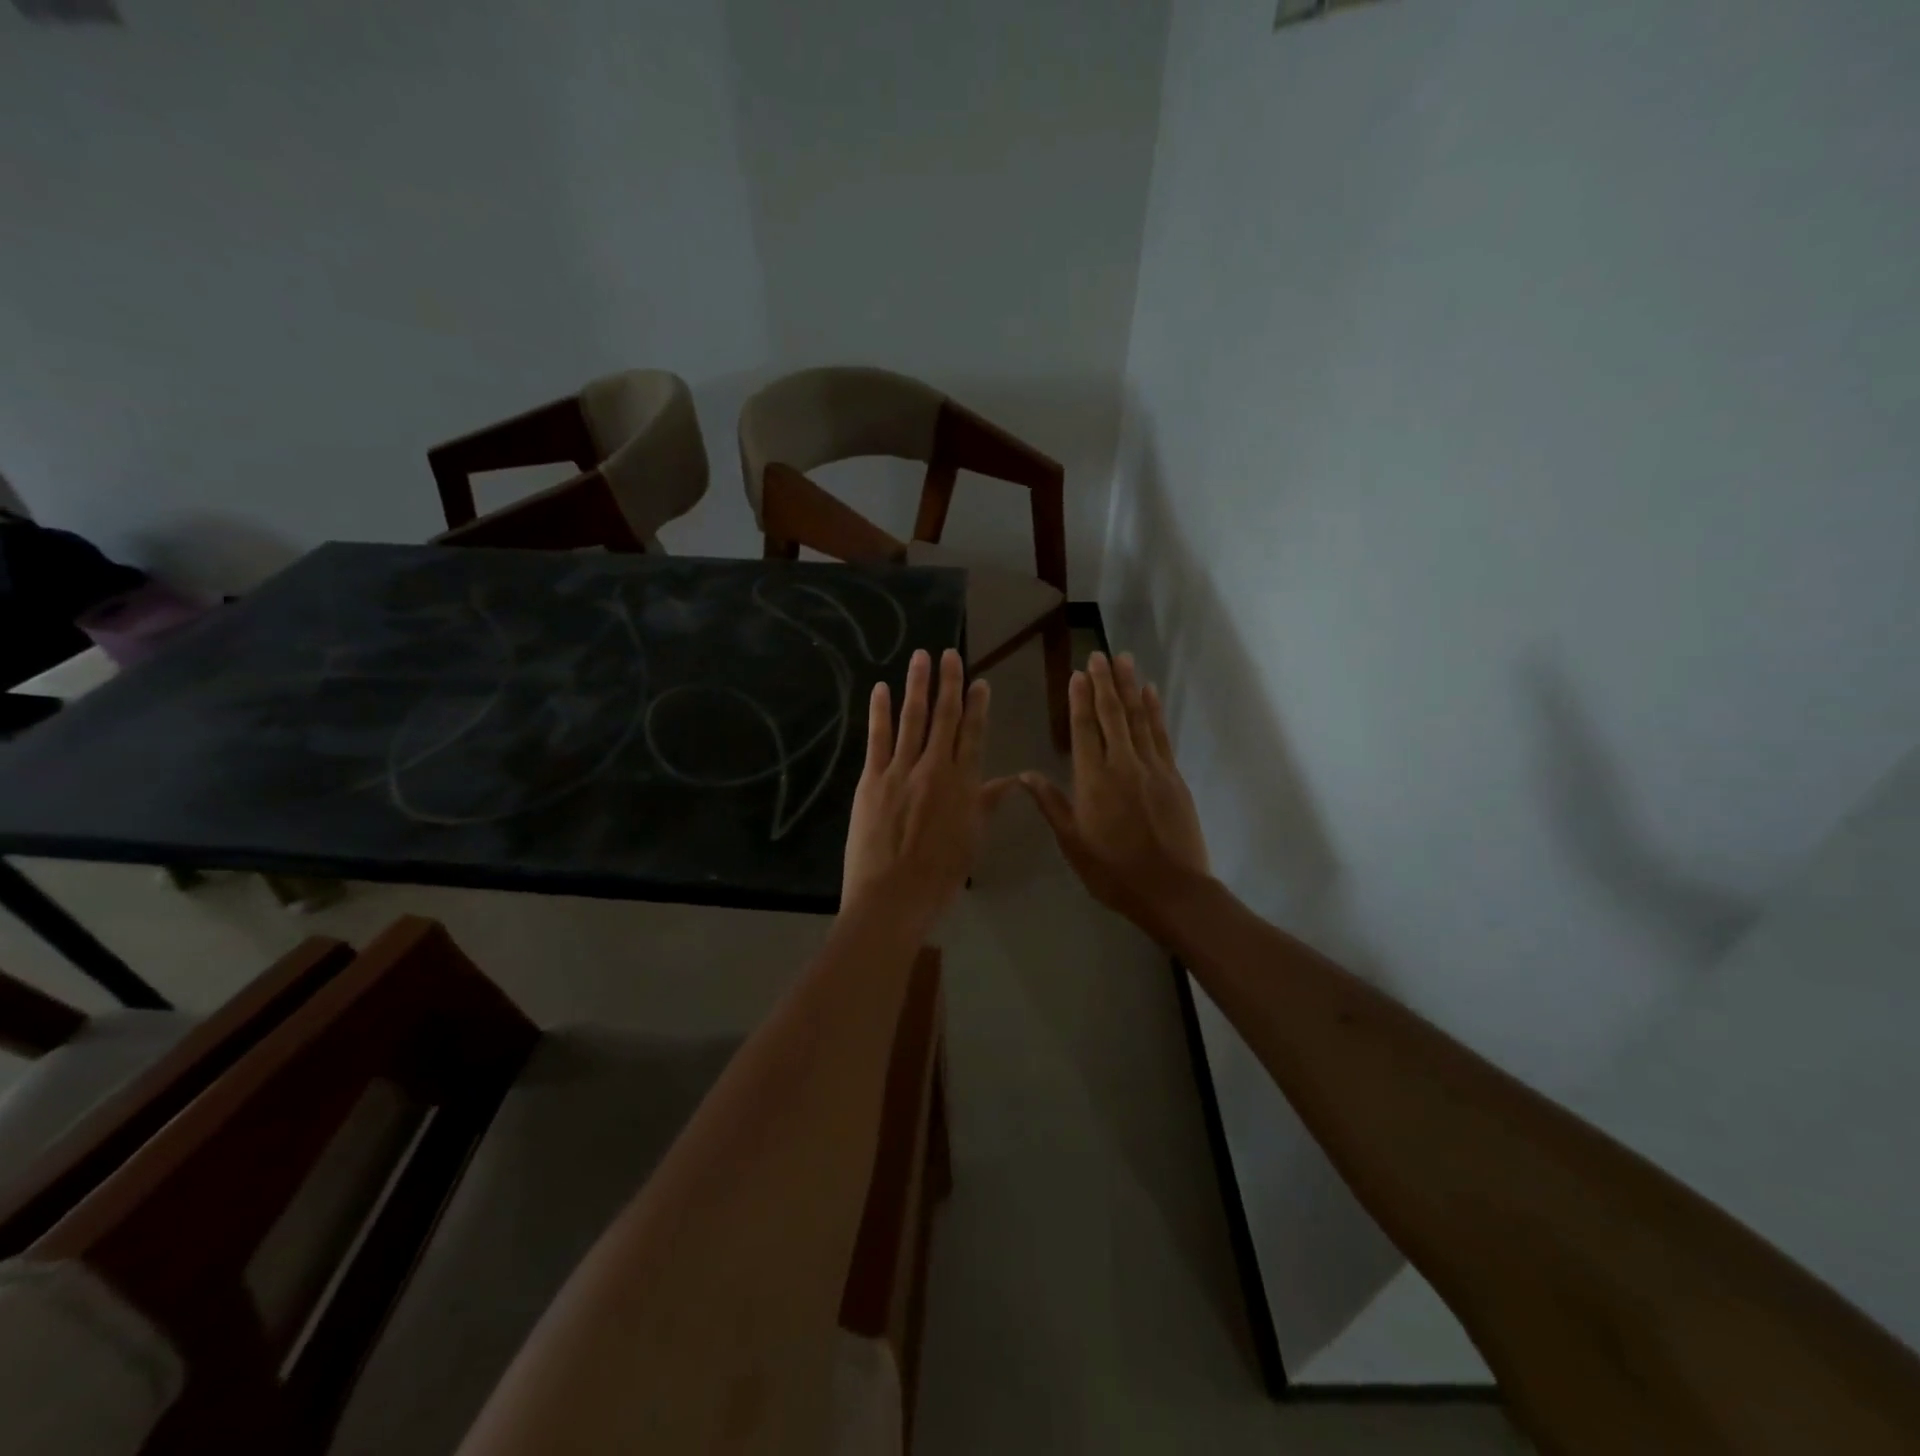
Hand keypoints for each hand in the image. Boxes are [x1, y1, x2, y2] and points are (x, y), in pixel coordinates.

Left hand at [842, 648, 1014, 932]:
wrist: (893, 896)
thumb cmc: (939, 876)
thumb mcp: (971, 841)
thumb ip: (986, 805)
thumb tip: (1010, 781)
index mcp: (964, 785)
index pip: (974, 735)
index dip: (978, 706)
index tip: (980, 682)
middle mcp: (935, 768)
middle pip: (945, 718)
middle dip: (949, 683)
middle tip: (949, 655)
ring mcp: (901, 770)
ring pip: (913, 719)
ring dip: (918, 686)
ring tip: (920, 657)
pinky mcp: (872, 779)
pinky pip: (877, 738)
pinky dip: (880, 711)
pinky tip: (881, 688)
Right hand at [1020, 652, 1211, 934]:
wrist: (1170, 889)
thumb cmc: (1112, 870)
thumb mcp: (1072, 842)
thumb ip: (1051, 804)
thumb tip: (1025, 775)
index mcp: (1093, 780)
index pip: (1084, 729)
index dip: (1080, 700)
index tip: (1077, 674)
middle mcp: (1122, 765)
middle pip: (1112, 715)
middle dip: (1104, 683)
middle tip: (1099, 655)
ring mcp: (1152, 768)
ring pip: (1138, 718)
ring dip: (1130, 687)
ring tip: (1124, 660)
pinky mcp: (1173, 777)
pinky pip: (1160, 735)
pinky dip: (1154, 711)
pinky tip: (1150, 694)